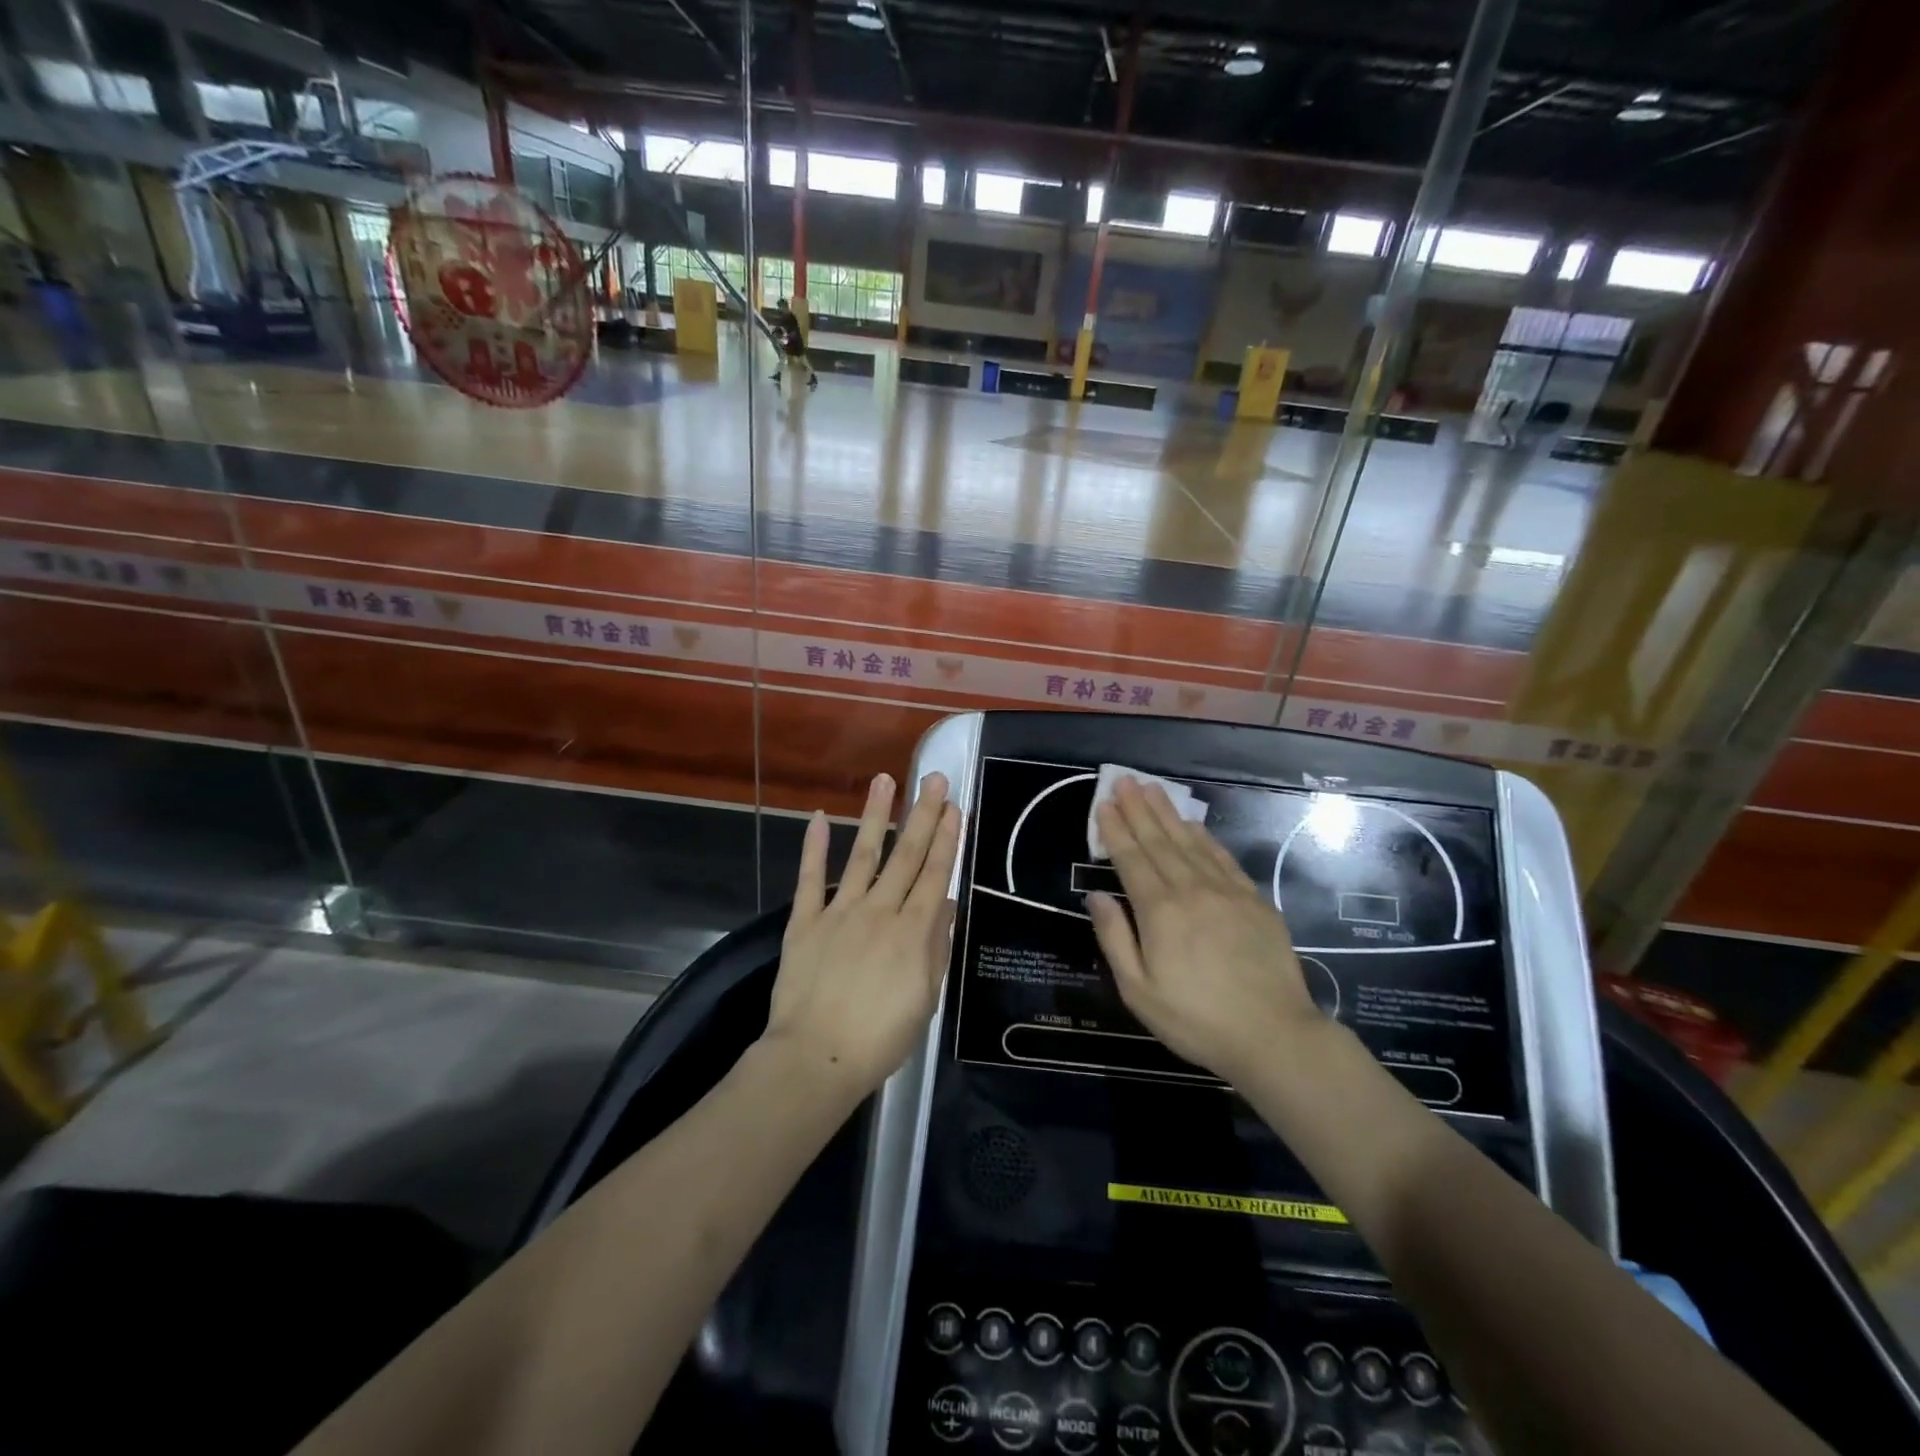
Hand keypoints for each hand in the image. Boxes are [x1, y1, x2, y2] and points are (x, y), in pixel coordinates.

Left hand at [763, 771, 961, 1099]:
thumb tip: (945, 904)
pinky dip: (814, 847)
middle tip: (934, 778)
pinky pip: (810, 879)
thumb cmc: (880, 1037)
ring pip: (863, 854)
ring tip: (886, 780)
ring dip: (876, 815)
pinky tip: (819, 817)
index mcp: (913, 931)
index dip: (947, 838)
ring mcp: (841, 912)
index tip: (955, 806)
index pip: (935, 873)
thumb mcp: (925, 998)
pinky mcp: (806, 921)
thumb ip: (936, 947)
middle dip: (923, 813)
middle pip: (906, 854)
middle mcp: (880, 910)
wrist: (817, 1057)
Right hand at [1088, 776, 1321, 1086]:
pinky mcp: (1254, 900)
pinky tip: (1194, 825)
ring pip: (1190, 842)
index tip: (1104, 803)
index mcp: (1159, 911)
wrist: (1275, 1035)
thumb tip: (1096, 896)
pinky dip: (1204, 837)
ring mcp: (1226, 891)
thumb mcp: (1139, 991)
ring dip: (1168, 813)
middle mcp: (1190, 890)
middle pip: (1159, 841)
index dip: (1116, 829)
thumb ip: (1115, 939)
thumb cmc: (1196, 1019)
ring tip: (1153, 789)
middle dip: (1139, 808)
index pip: (1131, 859)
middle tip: (1125, 780)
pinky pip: (1222, 857)